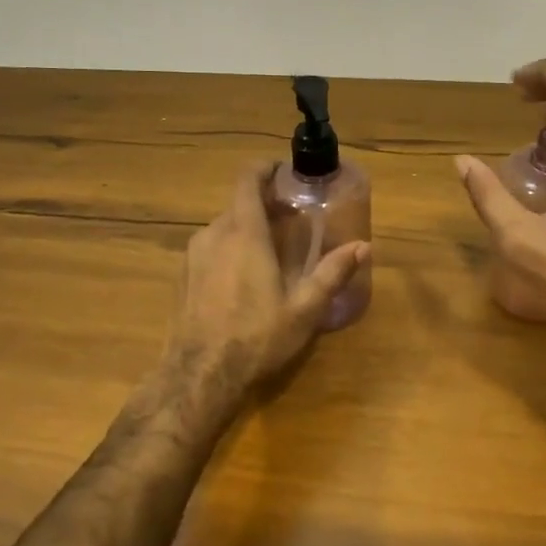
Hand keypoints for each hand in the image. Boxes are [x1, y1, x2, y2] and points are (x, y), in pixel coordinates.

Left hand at [164, 161, 369, 431]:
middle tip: (291, 220)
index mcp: (243, 232)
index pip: (247, 179)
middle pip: (238, 204)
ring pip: (223, 228)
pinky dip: (228, 250)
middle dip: (264, 205)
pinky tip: (242, 280)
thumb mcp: (304, 309)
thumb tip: (364, 246)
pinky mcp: (182, 277)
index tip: (284, 172)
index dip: (265, 168)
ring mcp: (192, 255)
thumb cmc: (256, 337)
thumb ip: (332, 273)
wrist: (198, 376)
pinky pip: (209, 249)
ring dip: (246, 230)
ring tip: (269, 252)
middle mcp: (213, 234)